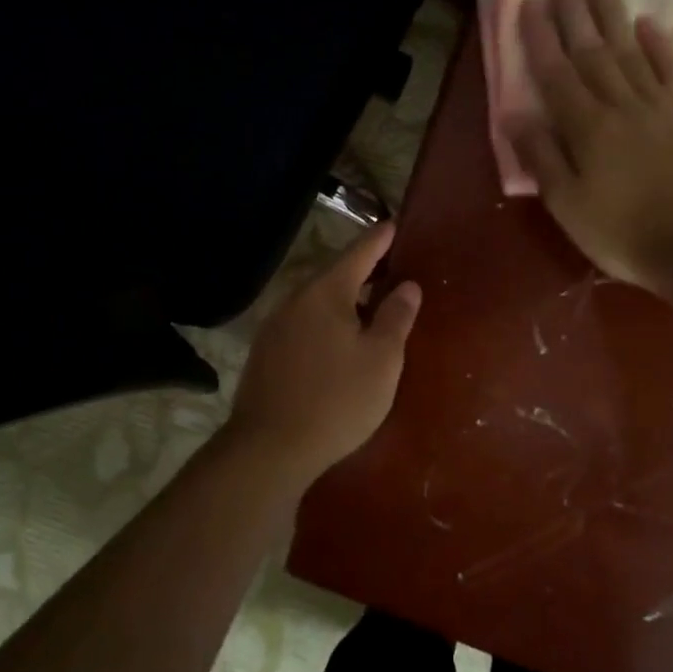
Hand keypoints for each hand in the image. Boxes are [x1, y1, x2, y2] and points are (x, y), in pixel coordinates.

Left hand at [227, 222, 422, 476]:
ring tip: (369, 308)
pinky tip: (337, 343)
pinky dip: (325, 323)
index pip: (359, 253)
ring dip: (344, 300)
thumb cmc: (337, 399)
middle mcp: (295, 299)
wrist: (269, 447)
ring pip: (317, 302)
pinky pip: (303, 324)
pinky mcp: (265, 353)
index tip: (394, 224)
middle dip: (363, 271)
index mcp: (326, 292)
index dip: (380, 239)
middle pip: (334, 275)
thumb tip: (408, 285)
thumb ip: (396, 317)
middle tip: (390, 270)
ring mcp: (275, 326)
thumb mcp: (381, 359)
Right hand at [510, 0, 672, 287]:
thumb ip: (542, 157)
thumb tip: (516, 117)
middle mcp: (621, 105)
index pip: (557, 73)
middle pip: (593, 51)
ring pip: (630, 51)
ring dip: (612, 16)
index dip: (541, 38)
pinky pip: (670, 71)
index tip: (530, 3)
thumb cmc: (619, 232)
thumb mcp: (566, 204)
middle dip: (574, 14)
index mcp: (586, 128)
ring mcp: (658, 107)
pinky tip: (646, 25)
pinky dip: (657, 46)